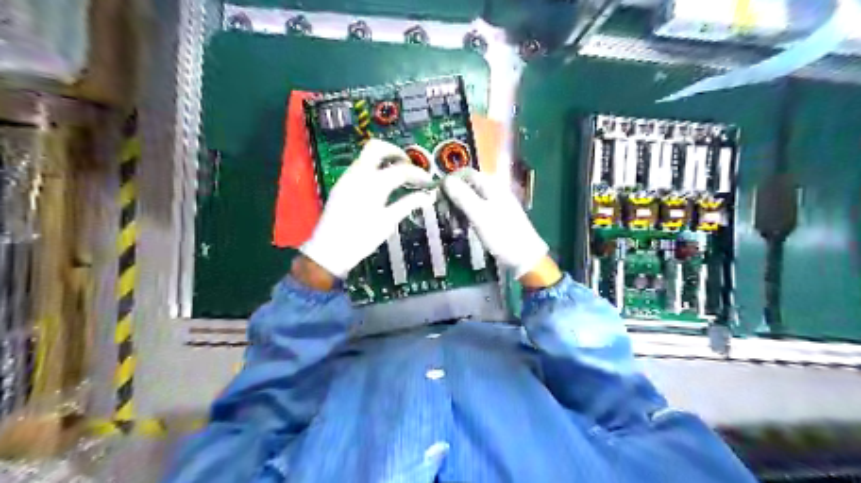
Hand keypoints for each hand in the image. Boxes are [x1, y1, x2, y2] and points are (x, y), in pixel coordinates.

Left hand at [301, 139, 437, 279]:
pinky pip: (359, 167)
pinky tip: (383, 184)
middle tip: (410, 166)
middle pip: (377, 148)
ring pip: (366, 156)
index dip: (418, 174)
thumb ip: (408, 205)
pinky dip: (374, 168)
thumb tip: (427, 196)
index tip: (428, 181)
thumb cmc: (360, 239)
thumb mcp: (387, 222)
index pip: (401, 170)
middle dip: (396, 152)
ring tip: (399, 175)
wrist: (329, 251)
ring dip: (384, 160)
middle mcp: (358, 175)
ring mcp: (347, 178)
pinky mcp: (341, 185)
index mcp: (372, 184)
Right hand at [441, 167, 562, 286]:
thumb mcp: (479, 215)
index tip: (437, 195)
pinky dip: (467, 217)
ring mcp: (497, 204)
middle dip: (453, 197)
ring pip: (471, 199)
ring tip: (452, 224)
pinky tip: (462, 228)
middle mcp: (495, 190)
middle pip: (468, 186)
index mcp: (492, 186)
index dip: (450, 181)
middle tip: (443, 213)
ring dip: (459, 209)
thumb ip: (462, 197)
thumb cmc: (502, 235)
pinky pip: (477, 211)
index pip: (466, 173)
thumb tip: (445, 180)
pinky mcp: (497, 217)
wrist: (525, 258)